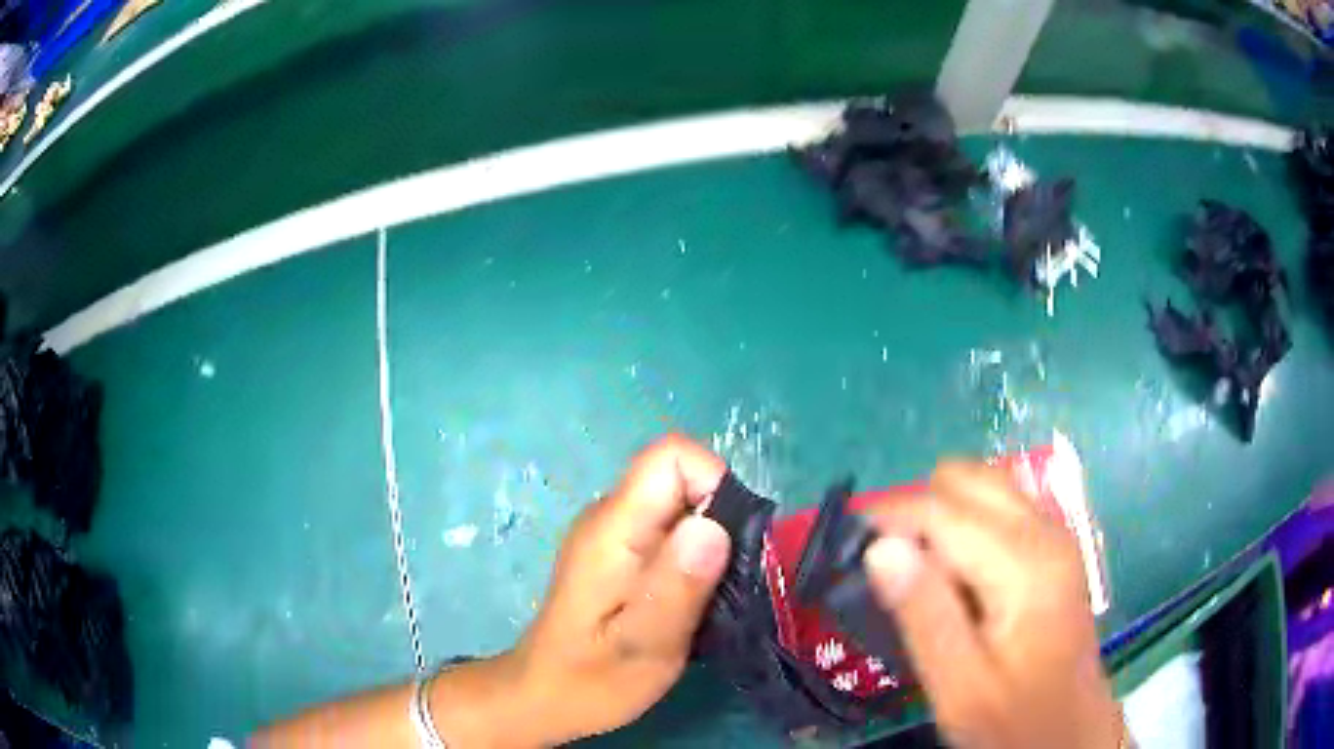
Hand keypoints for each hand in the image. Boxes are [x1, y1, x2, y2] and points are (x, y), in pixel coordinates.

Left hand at [487, 435, 731, 744]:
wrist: (543, 698)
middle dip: (722, 520)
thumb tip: (715, 526)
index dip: (716, 483)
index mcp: (613, 528)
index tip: (734, 542)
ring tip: (712, 599)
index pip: (671, 455)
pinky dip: (697, 559)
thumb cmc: (590, 681)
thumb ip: (677, 586)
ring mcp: (615, 535)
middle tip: (727, 584)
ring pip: (682, 506)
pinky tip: (693, 603)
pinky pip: (672, 532)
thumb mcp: (643, 645)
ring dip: (713, 545)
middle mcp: (611, 516)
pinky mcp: (622, 555)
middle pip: (682, 478)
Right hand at [862, 462, 1122, 748]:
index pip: (942, 508)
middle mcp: (1045, 531)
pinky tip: (957, 581)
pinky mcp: (1053, 549)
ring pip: (983, 485)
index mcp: (1026, 563)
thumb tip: (879, 547)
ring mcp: (1054, 535)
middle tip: (891, 572)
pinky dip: (965, 526)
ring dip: (941, 516)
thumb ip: (924, 614)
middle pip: (966, 478)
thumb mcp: (960, 687)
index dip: (889, 519)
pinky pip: (999, 508)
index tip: (849, 551)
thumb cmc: (1014, 719)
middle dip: (917, 511)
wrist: (1070, 732)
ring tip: (921, 578)